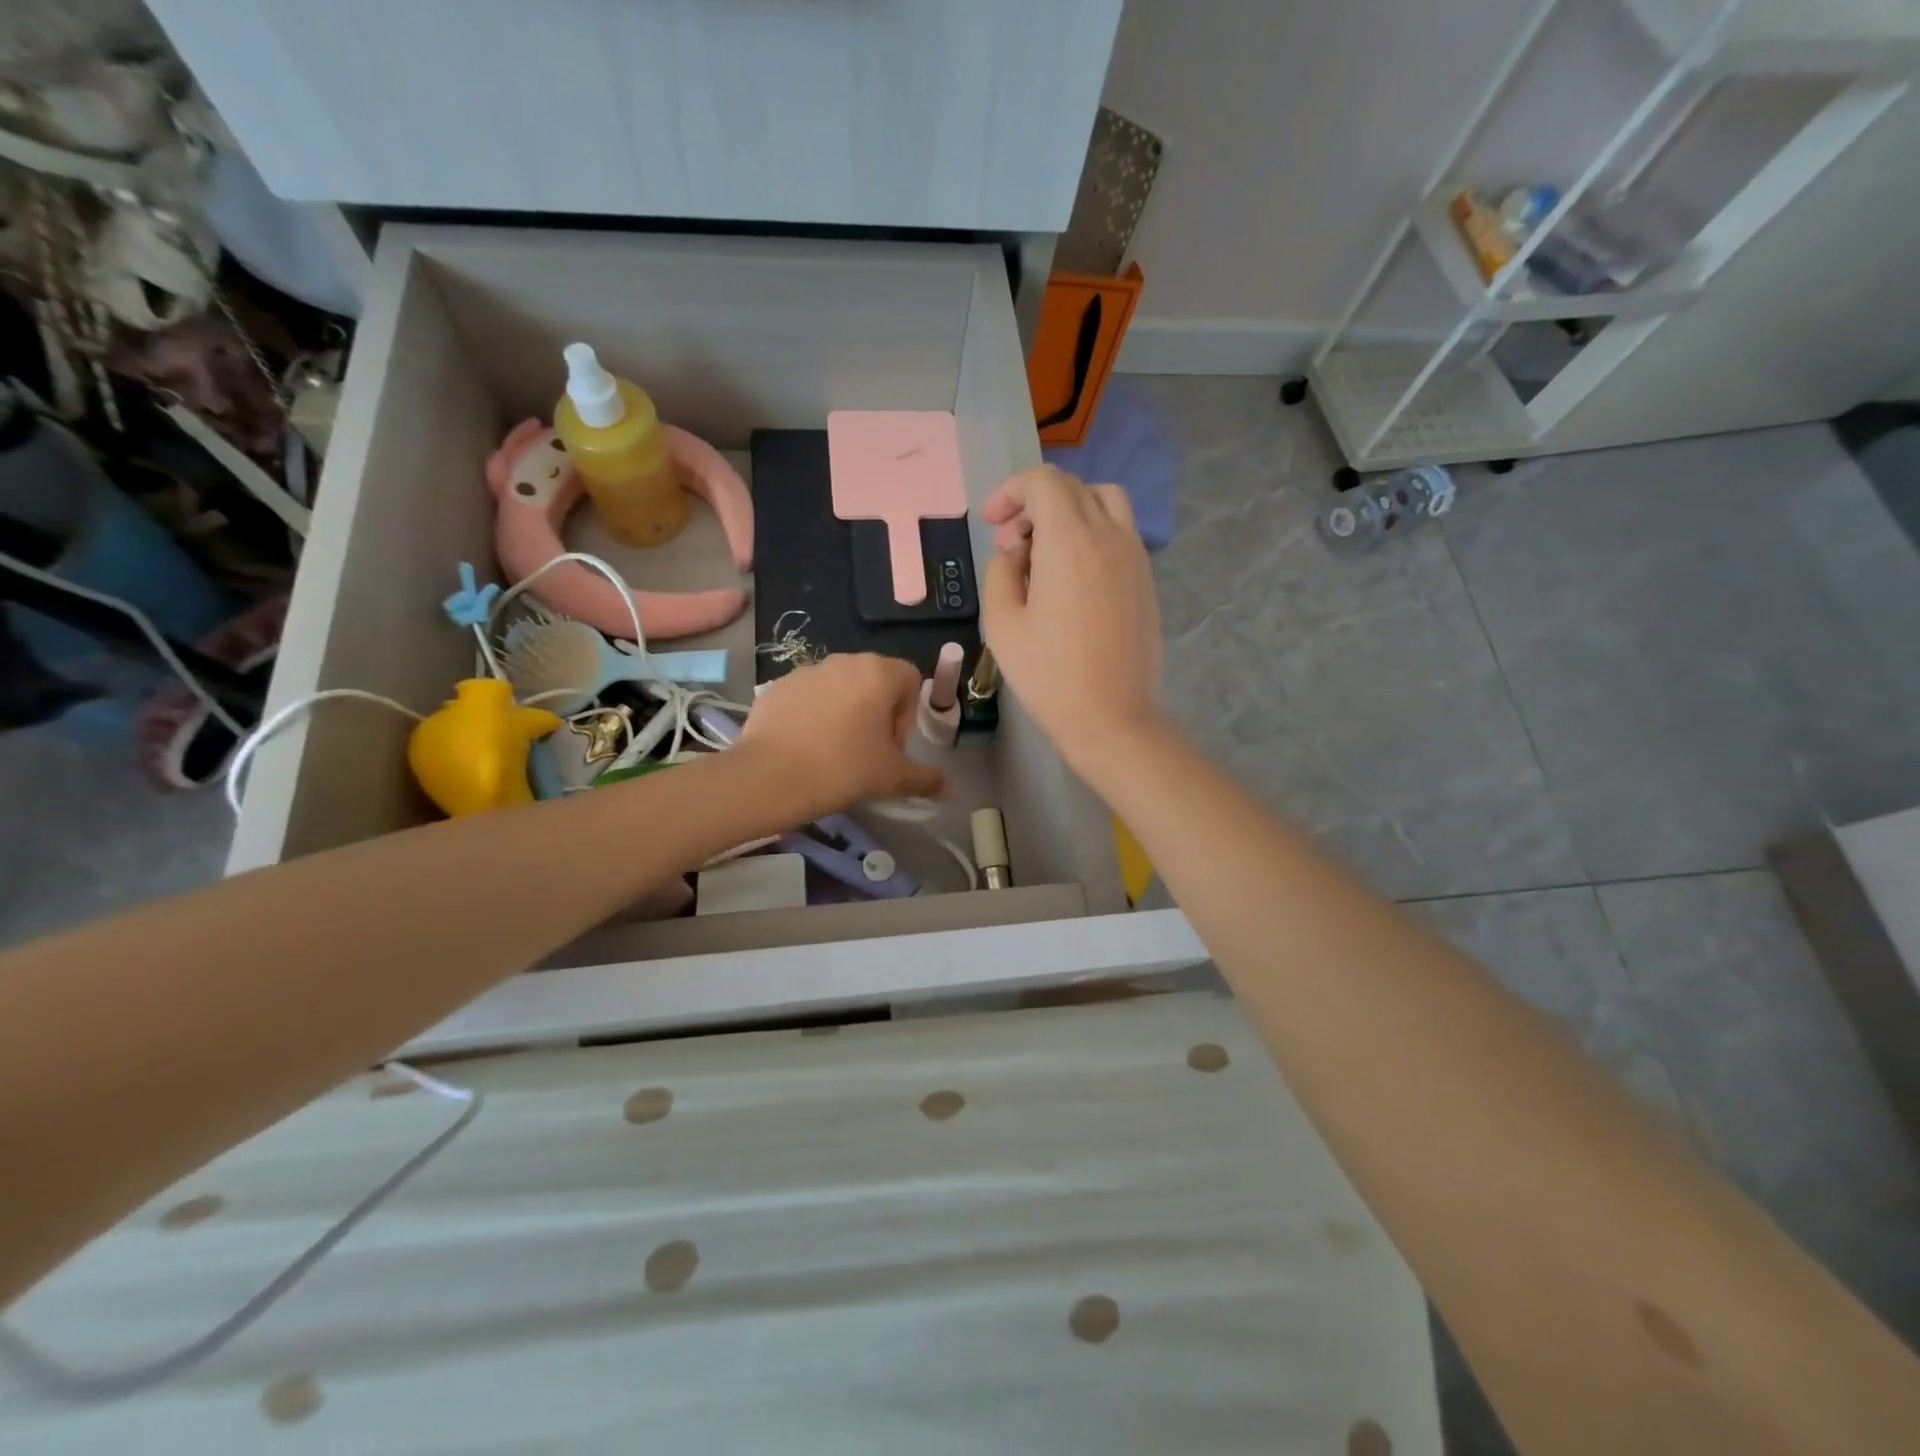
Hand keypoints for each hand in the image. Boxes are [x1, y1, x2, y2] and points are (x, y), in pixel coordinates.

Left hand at [737, 654, 946, 816]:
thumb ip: (926, 779)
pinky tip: (806, 747)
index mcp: (878, 673)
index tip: (892, 747)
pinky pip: (809, 696)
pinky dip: (815, 715)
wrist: (768, 778)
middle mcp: (844, 661)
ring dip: (847, 712)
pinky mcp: (778, 686)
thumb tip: (951, 790)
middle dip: (878, 712)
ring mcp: (807, 670)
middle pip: (875, 680)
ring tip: (834, 751)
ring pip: (841, 687)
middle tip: (868, 751)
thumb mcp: (892, 778)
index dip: (908, 714)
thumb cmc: (842, 770)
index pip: (910, 679)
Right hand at [982, 466, 1164, 780]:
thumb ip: (1002, 572)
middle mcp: (1109, 535)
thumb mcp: (1003, 623)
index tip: (991, 523)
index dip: (1010, 491)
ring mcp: (1135, 556)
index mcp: (1070, 541)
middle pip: (1073, 488)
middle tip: (1011, 544)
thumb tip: (1018, 553)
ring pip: (1104, 502)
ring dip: (1068, 511)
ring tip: (1045, 551)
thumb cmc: (1049, 675)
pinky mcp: (1146, 579)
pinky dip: (1092, 532)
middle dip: (1034, 503)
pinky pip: (1119, 531)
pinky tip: (1072, 576)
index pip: (1043, 482)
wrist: (1113, 718)